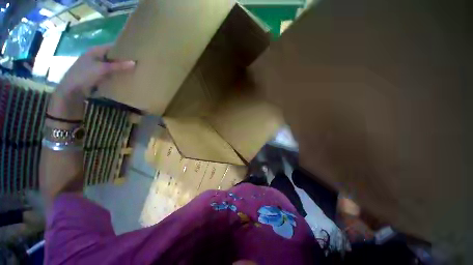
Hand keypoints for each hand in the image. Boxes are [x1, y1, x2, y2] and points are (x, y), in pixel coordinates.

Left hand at [49, 45, 134, 119]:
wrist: (71, 90)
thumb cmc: (84, 75)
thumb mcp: (102, 69)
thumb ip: (118, 66)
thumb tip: (134, 62)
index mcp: (96, 50)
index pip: (113, 46)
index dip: (123, 48)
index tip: (136, 52)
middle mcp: (96, 56)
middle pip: (113, 56)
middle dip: (123, 59)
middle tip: (137, 62)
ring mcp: (95, 66)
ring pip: (111, 65)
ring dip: (120, 68)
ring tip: (133, 70)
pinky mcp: (96, 75)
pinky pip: (109, 72)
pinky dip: (116, 74)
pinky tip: (123, 77)